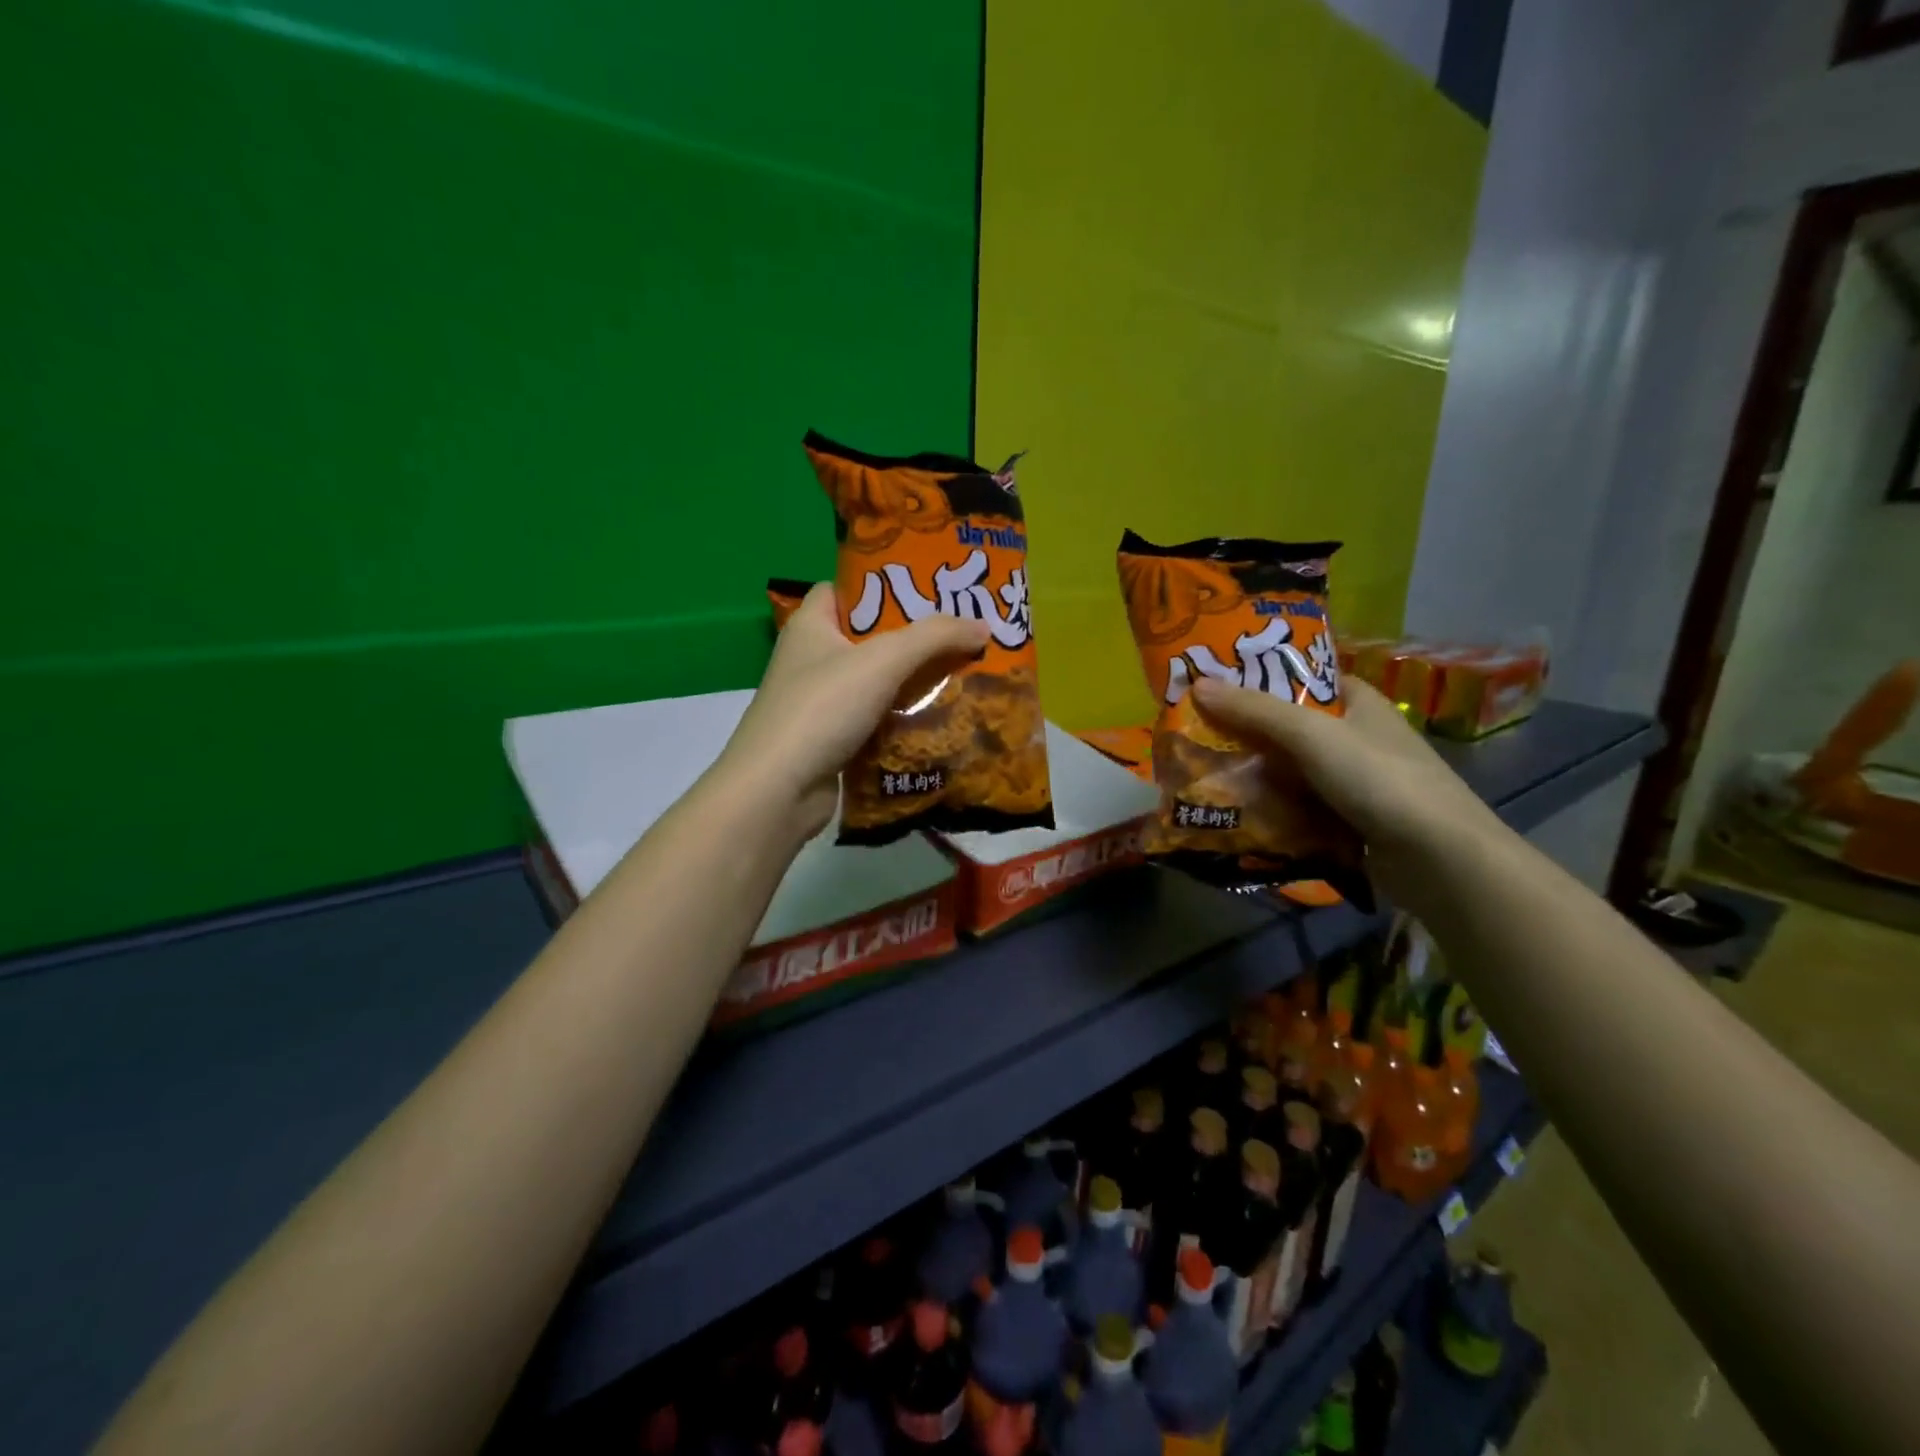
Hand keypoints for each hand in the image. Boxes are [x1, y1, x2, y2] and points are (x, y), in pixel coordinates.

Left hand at [716, 583, 990, 838]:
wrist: (779, 790)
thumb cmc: (823, 708)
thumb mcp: (883, 660)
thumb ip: (935, 638)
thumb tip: (983, 626)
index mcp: (810, 625)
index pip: (844, 589)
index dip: (881, 585)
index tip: (926, 590)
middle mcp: (810, 658)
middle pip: (867, 637)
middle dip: (911, 637)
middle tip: (958, 634)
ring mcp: (818, 702)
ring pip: (874, 682)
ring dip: (911, 681)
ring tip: (960, 673)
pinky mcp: (829, 739)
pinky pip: (874, 719)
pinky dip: (901, 718)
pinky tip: (938, 718)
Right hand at [1191, 676, 1507, 911]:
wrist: (1439, 858)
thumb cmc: (1378, 778)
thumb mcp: (1311, 734)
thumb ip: (1255, 710)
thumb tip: (1198, 685)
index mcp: (1359, 702)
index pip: (1304, 678)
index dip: (1262, 677)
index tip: (1216, 684)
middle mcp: (1358, 737)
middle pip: (1291, 726)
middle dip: (1247, 730)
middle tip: (1196, 731)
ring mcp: (1355, 781)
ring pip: (1292, 769)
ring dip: (1255, 773)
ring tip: (1203, 772)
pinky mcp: (1350, 820)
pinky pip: (1299, 806)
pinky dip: (1271, 807)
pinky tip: (1236, 811)